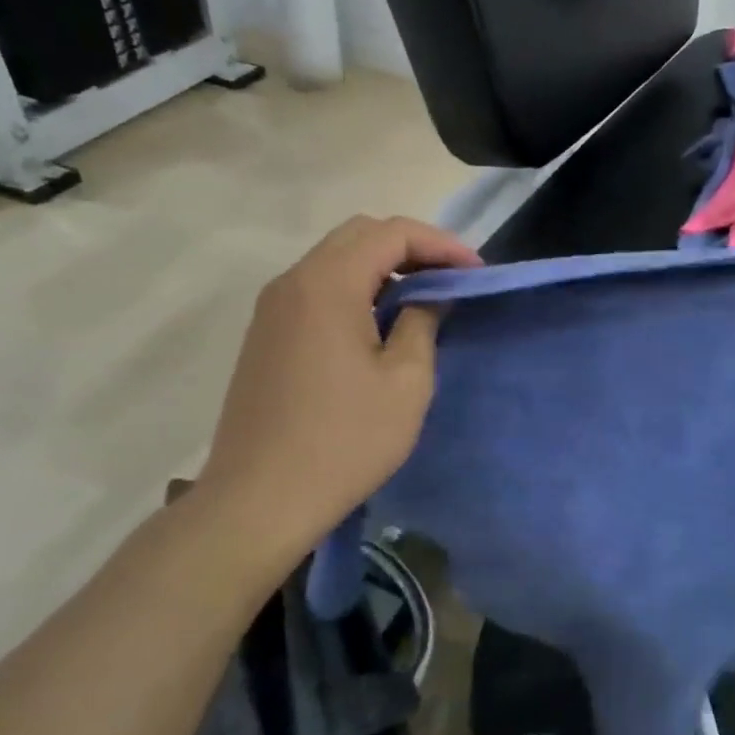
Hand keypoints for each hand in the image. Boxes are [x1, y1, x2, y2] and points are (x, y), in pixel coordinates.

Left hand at [197, 216, 480, 558]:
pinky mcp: (266, 334)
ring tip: (422, 298)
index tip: (475, 271)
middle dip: (412, 247)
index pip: (392, 233)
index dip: (441, 244)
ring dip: (383, 267)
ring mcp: (273, 308)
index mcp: (328, 284)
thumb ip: (422, 322)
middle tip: (450, 278)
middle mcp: (293, 281)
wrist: (258, 501)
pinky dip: (356, 288)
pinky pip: (317, 288)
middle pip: (360, 235)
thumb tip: (427, 297)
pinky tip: (379, 324)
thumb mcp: (406, 381)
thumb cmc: (344, 441)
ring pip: (336, 259)